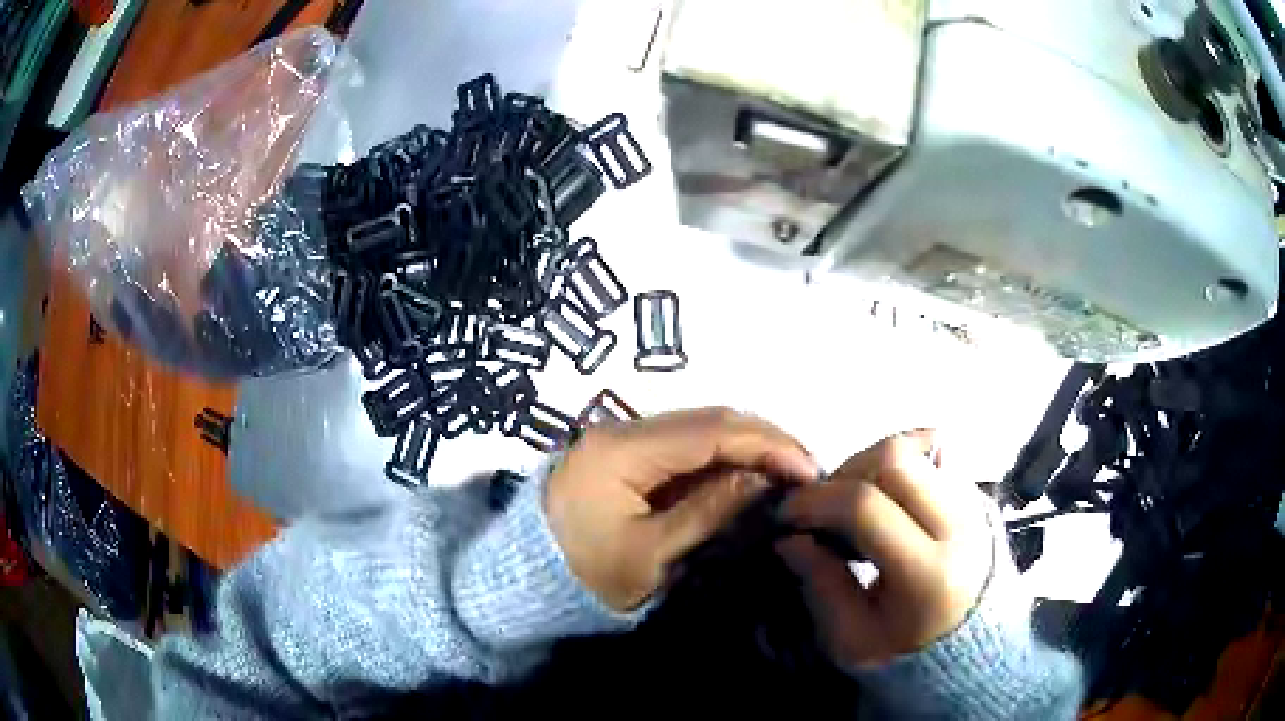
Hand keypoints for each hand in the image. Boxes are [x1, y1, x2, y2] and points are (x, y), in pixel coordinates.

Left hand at [545, 407, 819, 610]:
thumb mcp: (651, 557)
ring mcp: (623, 438)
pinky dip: (722, 458)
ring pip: (700, 429)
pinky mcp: (627, 455)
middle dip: (763, 441)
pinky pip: (685, 446)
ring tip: (787, 473)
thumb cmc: (586, 578)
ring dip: (747, 447)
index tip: (808, 469)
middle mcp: (622, 430)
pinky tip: (749, 476)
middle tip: (807, 470)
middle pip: (707, 420)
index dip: (766, 444)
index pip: (709, 431)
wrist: (529, 582)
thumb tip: (765, 480)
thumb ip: (709, 513)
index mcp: (621, 452)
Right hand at [777, 433, 994, 665]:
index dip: (817, 501)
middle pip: (896, 458)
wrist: (970, 651)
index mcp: (930, 574)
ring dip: (872, 465)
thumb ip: (822, 585)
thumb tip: (790, 538)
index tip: (787, 515)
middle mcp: (960, 526)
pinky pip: (934, 456)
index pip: (867, 506)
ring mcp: (974, 504)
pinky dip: (900, 466)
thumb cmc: (905, 653)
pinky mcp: (976, 494)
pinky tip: (885, 497)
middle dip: (846, 472)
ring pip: (917, 448)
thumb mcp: (852, 637)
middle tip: (824, 505)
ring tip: (853, 502)